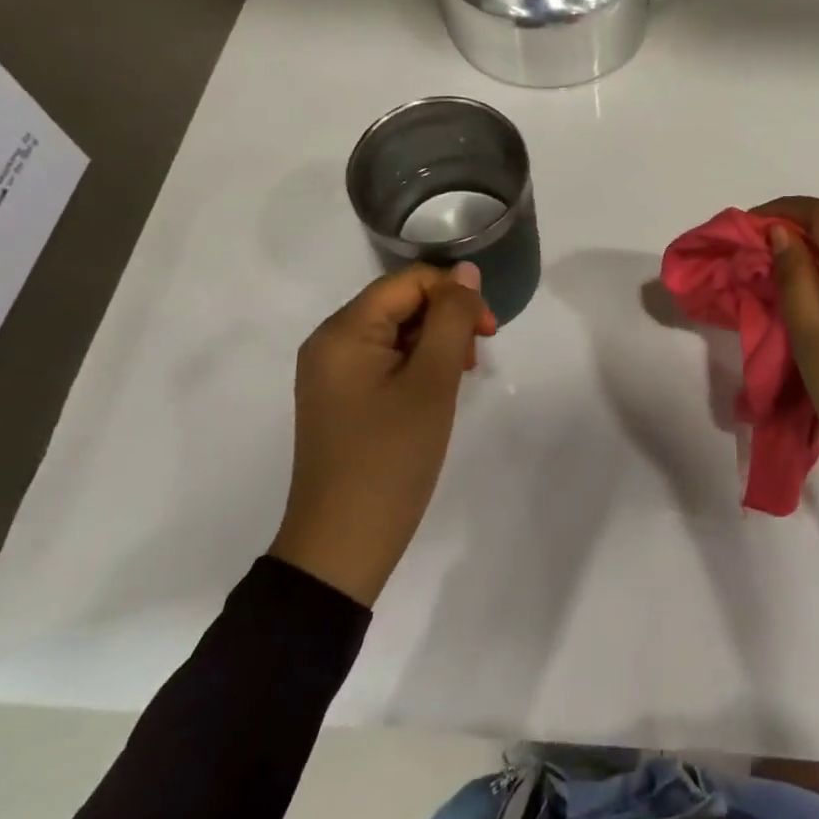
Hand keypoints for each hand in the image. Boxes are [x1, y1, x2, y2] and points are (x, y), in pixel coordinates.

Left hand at [270, 262, 496, 605]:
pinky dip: (414, 365)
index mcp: (344, 331)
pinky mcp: (338, 399)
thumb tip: (466, 272)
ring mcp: (330, 373)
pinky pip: (382, 360)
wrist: (342, 547)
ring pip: (394, 332)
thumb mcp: (432, 382)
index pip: (409, 282)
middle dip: (446, 319)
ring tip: (458, 378)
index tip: (489, 332)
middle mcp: (329, 342)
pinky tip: (433, 392)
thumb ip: (452, 319)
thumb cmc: (391, 458)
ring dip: (434, 343)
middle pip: (399, 303)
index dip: (455, 295)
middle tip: (476, 359)